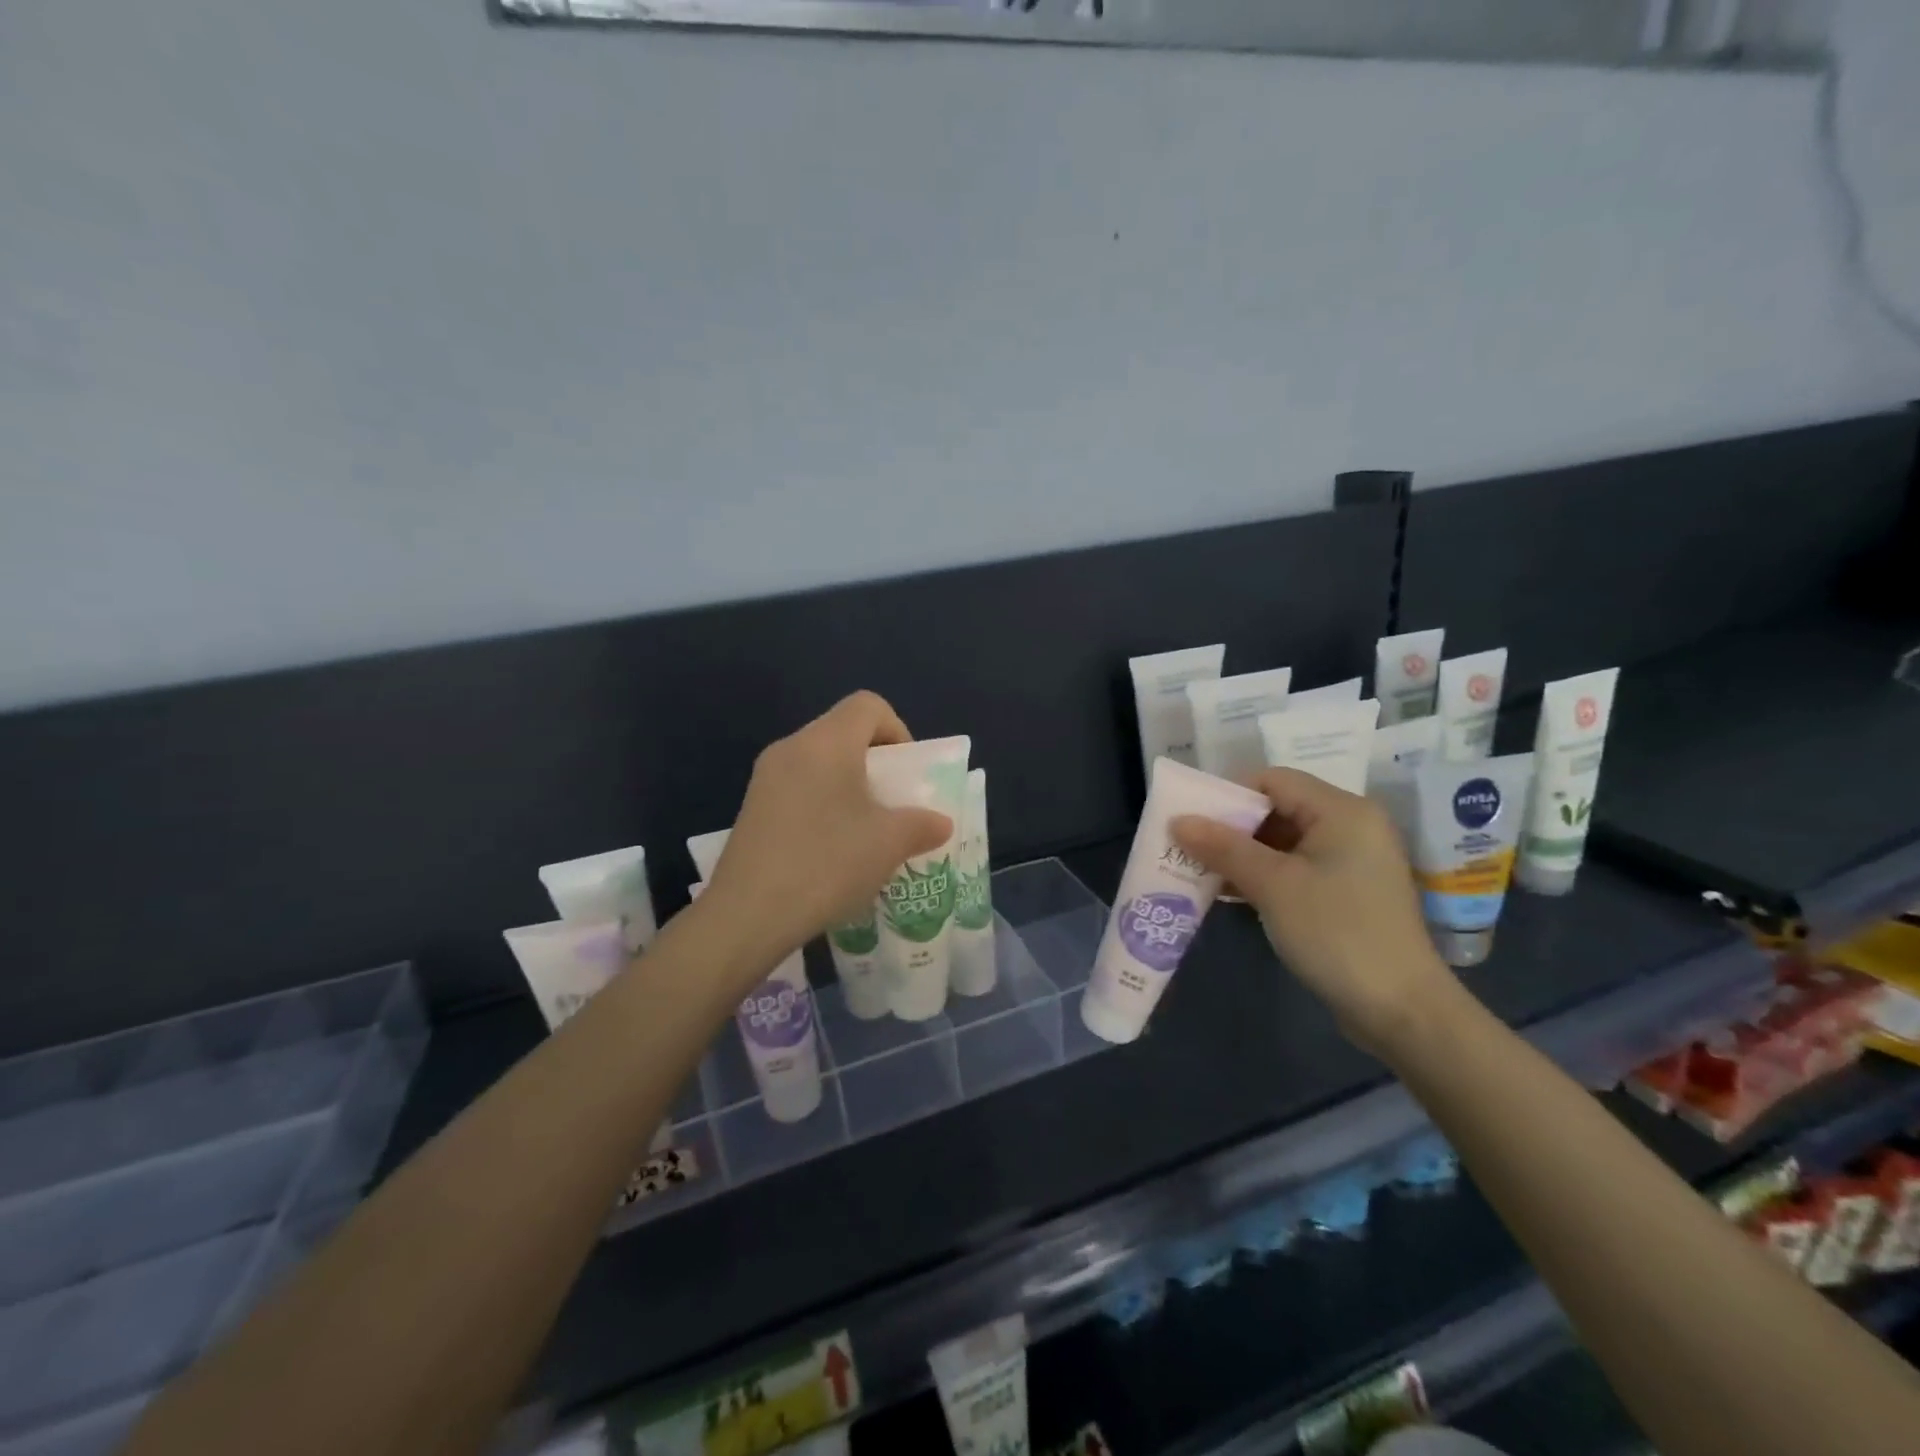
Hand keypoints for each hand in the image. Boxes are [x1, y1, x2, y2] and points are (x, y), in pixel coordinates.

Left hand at [702, 691, 952, 975]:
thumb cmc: (827, 864)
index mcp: (827, 742)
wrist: (748, 914)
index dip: (898, 730)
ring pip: (820, 762)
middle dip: (877, 763)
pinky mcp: (752, 807)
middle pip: (844, 732)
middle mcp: (792, 747)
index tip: (906, 775)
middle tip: (892, 805)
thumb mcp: (889, 844)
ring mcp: (766, 777)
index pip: (868, 705)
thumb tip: (939, 822)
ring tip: (864, 831)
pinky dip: (824, 803)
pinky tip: (830, 849)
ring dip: (850, 786)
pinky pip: (799, 787)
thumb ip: (922, 824)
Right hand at [1171, 769, 1464, 1059]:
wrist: (1401, 1010)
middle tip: (1186, 845)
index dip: (1227, 794)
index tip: (1190, 819)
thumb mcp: (1273, 885)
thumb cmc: (1337, 933)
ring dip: (1241, 854)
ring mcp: (1350, 861)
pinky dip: (1262, 875)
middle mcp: (1350, 826)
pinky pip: (1295, 868)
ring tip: (1197, 869)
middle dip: (1230, 827)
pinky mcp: (1346, 892)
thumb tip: (1177, 820)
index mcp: (1342, 811)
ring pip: (1283, 841)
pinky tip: (1227, 891)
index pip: (1272, 780)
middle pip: (1277, 808)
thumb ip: (1223, 847)